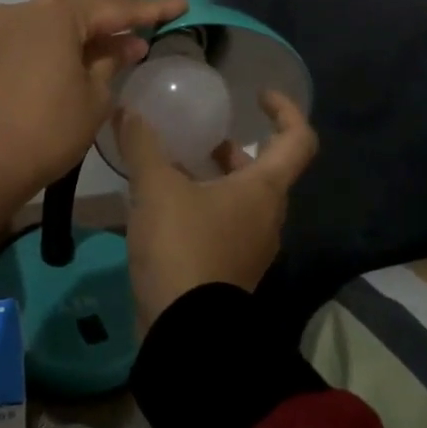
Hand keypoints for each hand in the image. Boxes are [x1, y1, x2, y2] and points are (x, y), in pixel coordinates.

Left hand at [0, 0, 189, 245]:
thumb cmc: (46, 130)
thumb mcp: (94, 98)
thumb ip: (111, 63)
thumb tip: (125, 45)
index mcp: (55, 13)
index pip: (114, 8)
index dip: (150, 10)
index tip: (180, 5)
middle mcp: (24, 10)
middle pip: (79, 12)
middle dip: (113, 23)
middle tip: (147, 31)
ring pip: (53, 26)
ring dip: (84, 37)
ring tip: (117, 49)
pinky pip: (33, 41)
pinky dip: (58, 48)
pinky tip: (78, 61)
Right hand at [116, 90, 318, 329]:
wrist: (185, 331)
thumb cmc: (182, 247)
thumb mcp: (156, 188)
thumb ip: (143, 145)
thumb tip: (128, 110)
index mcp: (264, 189)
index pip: (298, 140)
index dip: (286, 110)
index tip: (259, 96)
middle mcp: (267, 217)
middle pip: (266, 171)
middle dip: (238, 148)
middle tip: (205, 135)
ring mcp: (251, 247)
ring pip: (243, 199)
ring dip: (217, 178)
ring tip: (177, 166)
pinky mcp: (230, 271)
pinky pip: (225, 224)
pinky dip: (204, 205)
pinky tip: (165, 206)